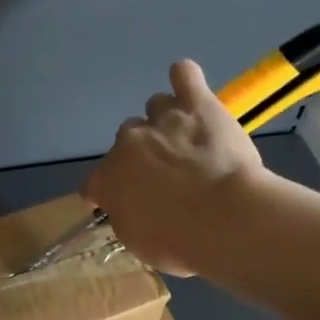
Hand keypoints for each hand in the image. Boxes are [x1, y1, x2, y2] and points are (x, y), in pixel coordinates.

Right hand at [84, 60, 266, 276]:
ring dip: (165, 121)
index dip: (109, 192)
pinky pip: (183, 75)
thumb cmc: (181, 242)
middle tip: (168, 173)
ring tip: (188, 138)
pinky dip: (184, 79)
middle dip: (142, 153)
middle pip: (127, 138)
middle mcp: (127, 143)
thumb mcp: (141, 244)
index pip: (95, 183)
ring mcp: (161, 120)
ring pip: (154, 107)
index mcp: (108, 180)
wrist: (224, 219)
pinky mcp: (196, 104)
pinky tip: (189, 87)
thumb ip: (129, 219)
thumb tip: (132, 209)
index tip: (126, 202)